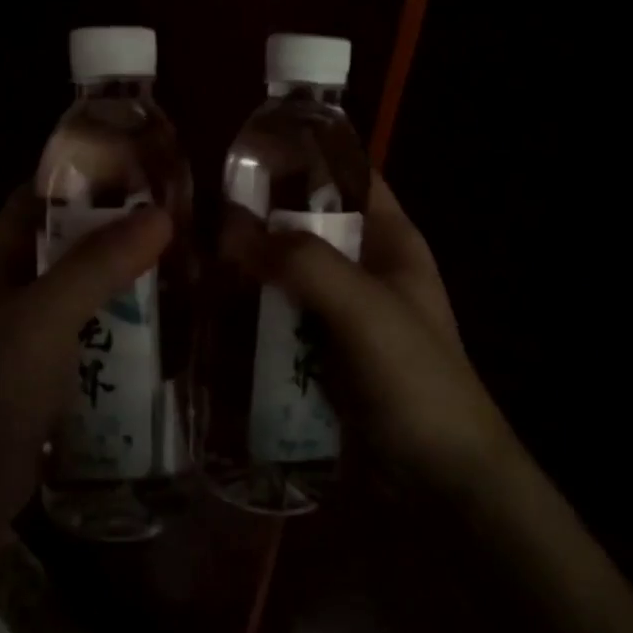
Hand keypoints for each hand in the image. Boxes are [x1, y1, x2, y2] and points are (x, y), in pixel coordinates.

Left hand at [0, 188, 172, 531]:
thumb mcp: (44, 317)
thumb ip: (98, 265)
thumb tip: (161, 214)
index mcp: (1, 255)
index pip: (46, 193)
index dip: (92, 176)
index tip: (151, 172)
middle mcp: (16, 285)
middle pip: (74, 241)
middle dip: (124, 233)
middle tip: (188, 226)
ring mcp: (33, 332)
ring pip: (89, 291)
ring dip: (131, 283)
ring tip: (193, 272)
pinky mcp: (51, 374)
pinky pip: (95, 336)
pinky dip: (126, 329)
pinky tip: (171, 332)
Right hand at [220, 175, 511, 499]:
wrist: (441, 482)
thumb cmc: (416, 380)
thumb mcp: (365, 310)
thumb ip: (303, 262)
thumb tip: (230, 227)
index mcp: (391, 239)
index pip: (346, 174)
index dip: (301, 155)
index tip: (241, 150)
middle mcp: (365, 266)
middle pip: (308, 223)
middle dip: (260, 216)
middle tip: (197, 211)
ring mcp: (342, 311)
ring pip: (288, 271)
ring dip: (249, 266)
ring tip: (190, 255)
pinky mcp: (321, 351)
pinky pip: (280, 316)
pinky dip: (252, 310)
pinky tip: (210, 307)